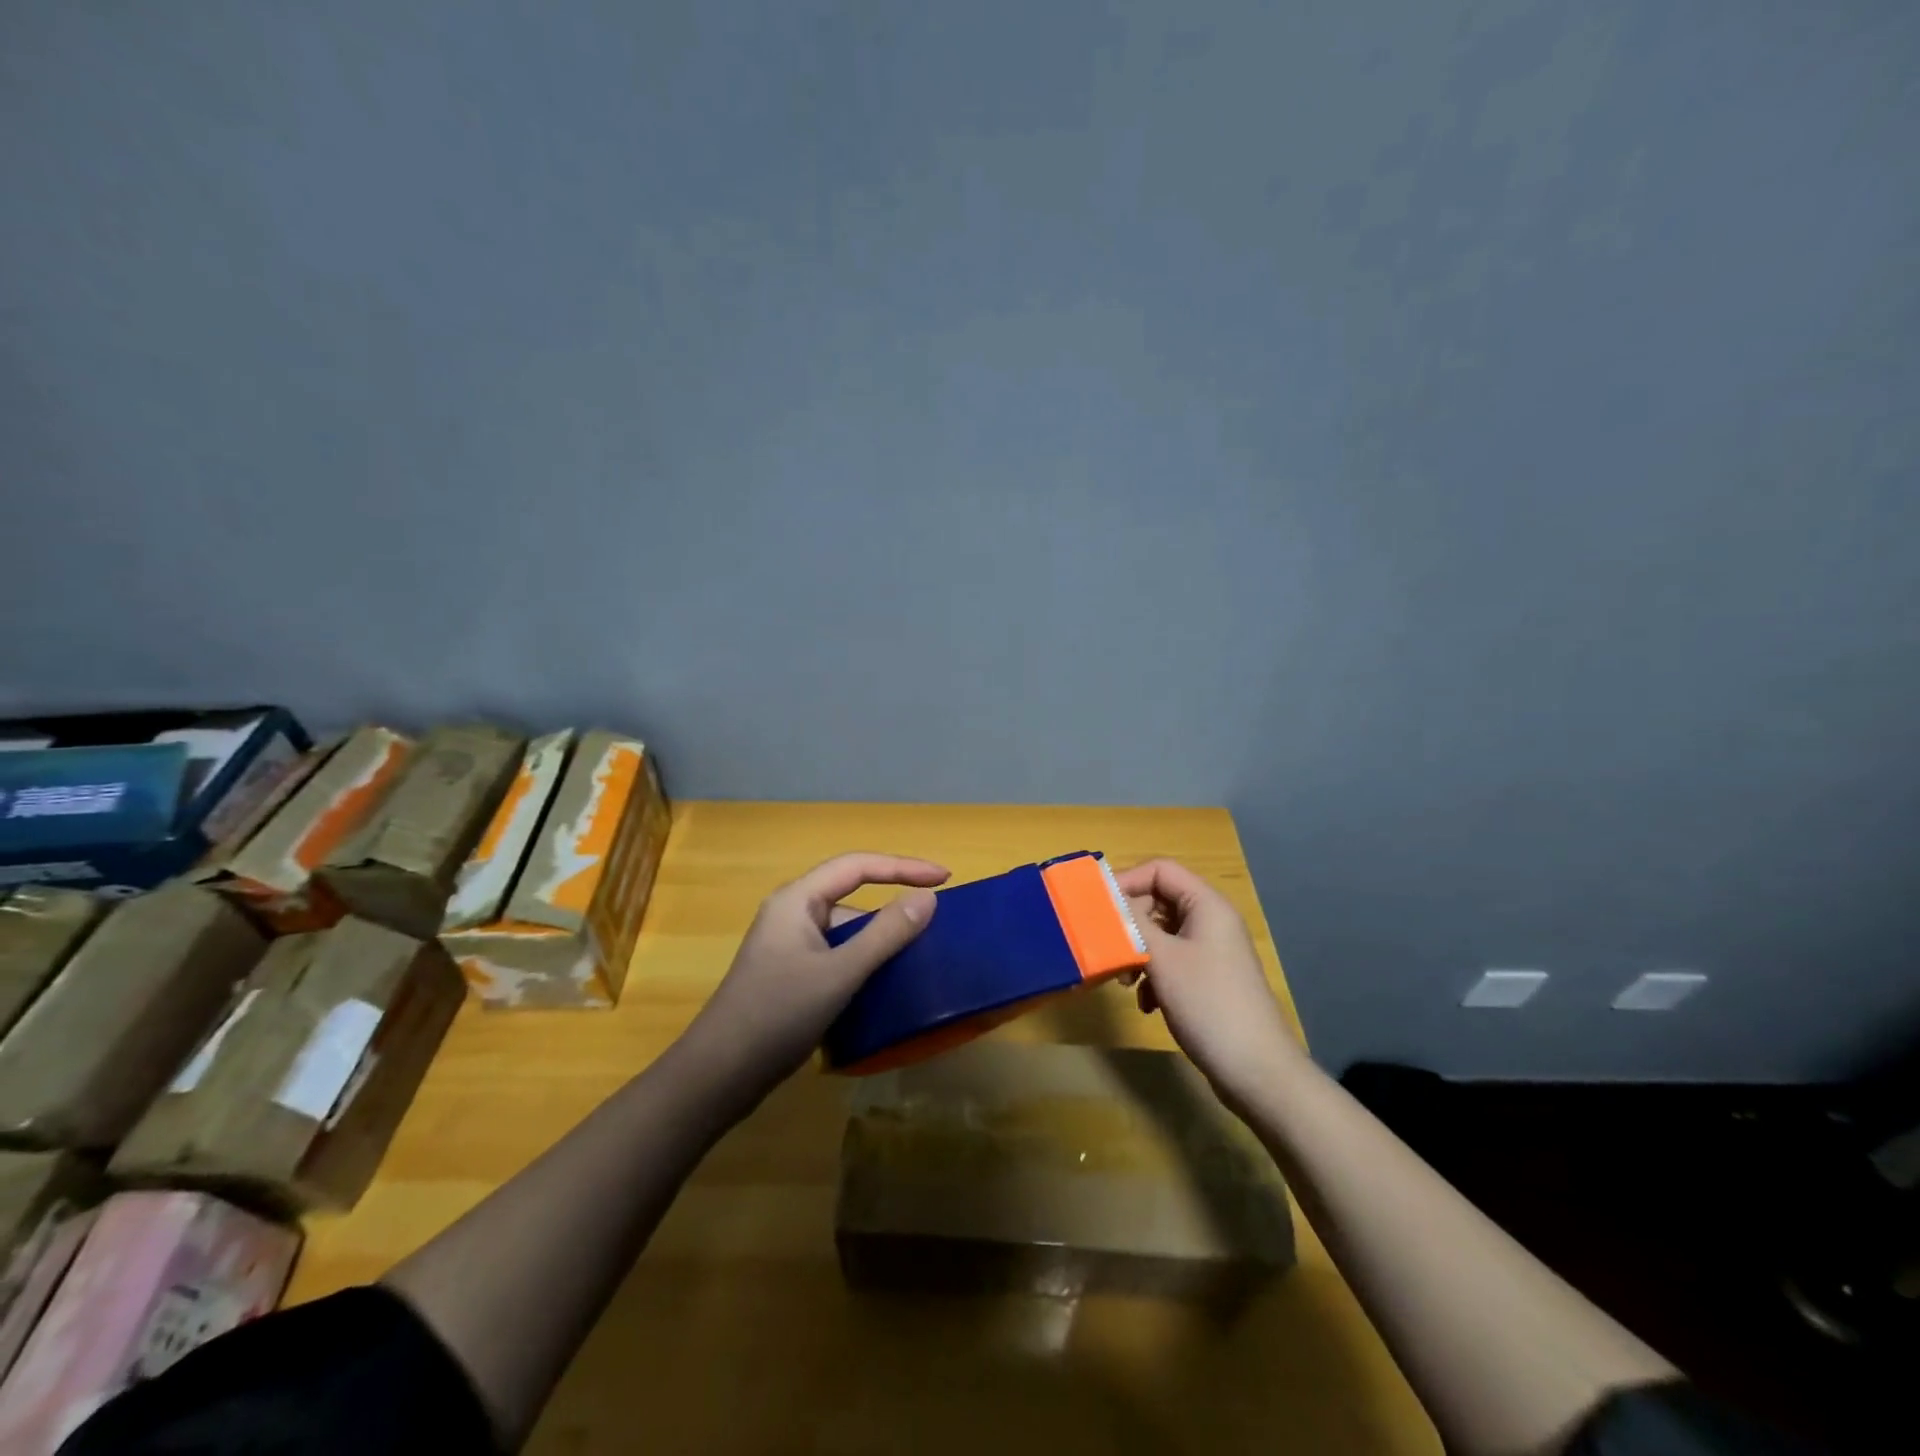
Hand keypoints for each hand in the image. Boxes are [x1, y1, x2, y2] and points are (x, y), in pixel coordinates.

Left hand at [681, 852, 947, 1100]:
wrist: (719, 1075)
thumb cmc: (778, 1014)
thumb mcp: (839, 973)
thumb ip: (885, 934)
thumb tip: (928, 899)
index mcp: (797, 900)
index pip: (858, 866)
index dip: (903, 866)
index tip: (944, 877)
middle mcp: (792, 914)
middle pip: (851, 895)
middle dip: (892, 903)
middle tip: (935, 919)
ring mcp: (790, 946)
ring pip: (845, 929)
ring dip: (879, 938)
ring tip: (919, 953)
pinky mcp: (791, 975)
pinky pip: (837, 954)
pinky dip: (864, 961)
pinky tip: (886, 982)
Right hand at [1115, 858, 1300, 1111]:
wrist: (1256, 1072)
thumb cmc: (1208, 1004)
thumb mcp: (1162, 959)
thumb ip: (1131, 922)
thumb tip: (1105, 896)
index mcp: (1207, 905)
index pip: (1160, 870)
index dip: (1126, 880)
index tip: (1096, 906)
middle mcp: (1211, 921)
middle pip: (1158, 900)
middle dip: (1129, 922)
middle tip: (1108, 947)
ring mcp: (1211, 951)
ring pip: (1161, 933)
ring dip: (1138, 951)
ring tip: (1125, 980)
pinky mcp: (1208, 979)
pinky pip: (1171, 960)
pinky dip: (1153, 975)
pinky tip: (1147, 1003)